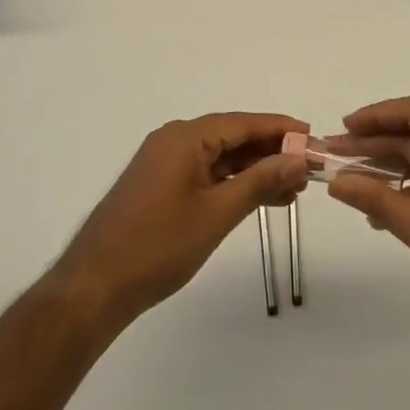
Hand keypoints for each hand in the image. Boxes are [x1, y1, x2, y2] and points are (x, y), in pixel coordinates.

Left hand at [49, 112, 309, 328]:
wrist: (96, 286)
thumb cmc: (159, 245)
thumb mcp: (217, 212)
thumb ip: (260, 181)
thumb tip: (298, 157)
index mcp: (185, 137)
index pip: (243, 122)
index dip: (280, 129)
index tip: (313, 136)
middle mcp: (174, 141)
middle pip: (232, 136)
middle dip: (271, 151)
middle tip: (308, 167)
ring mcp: (164, 164)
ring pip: (221, 157)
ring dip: (255, 170)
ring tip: (293, 189)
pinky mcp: (160, 186)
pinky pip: (206, 174)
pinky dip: (233, 183)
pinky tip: (260, 199)